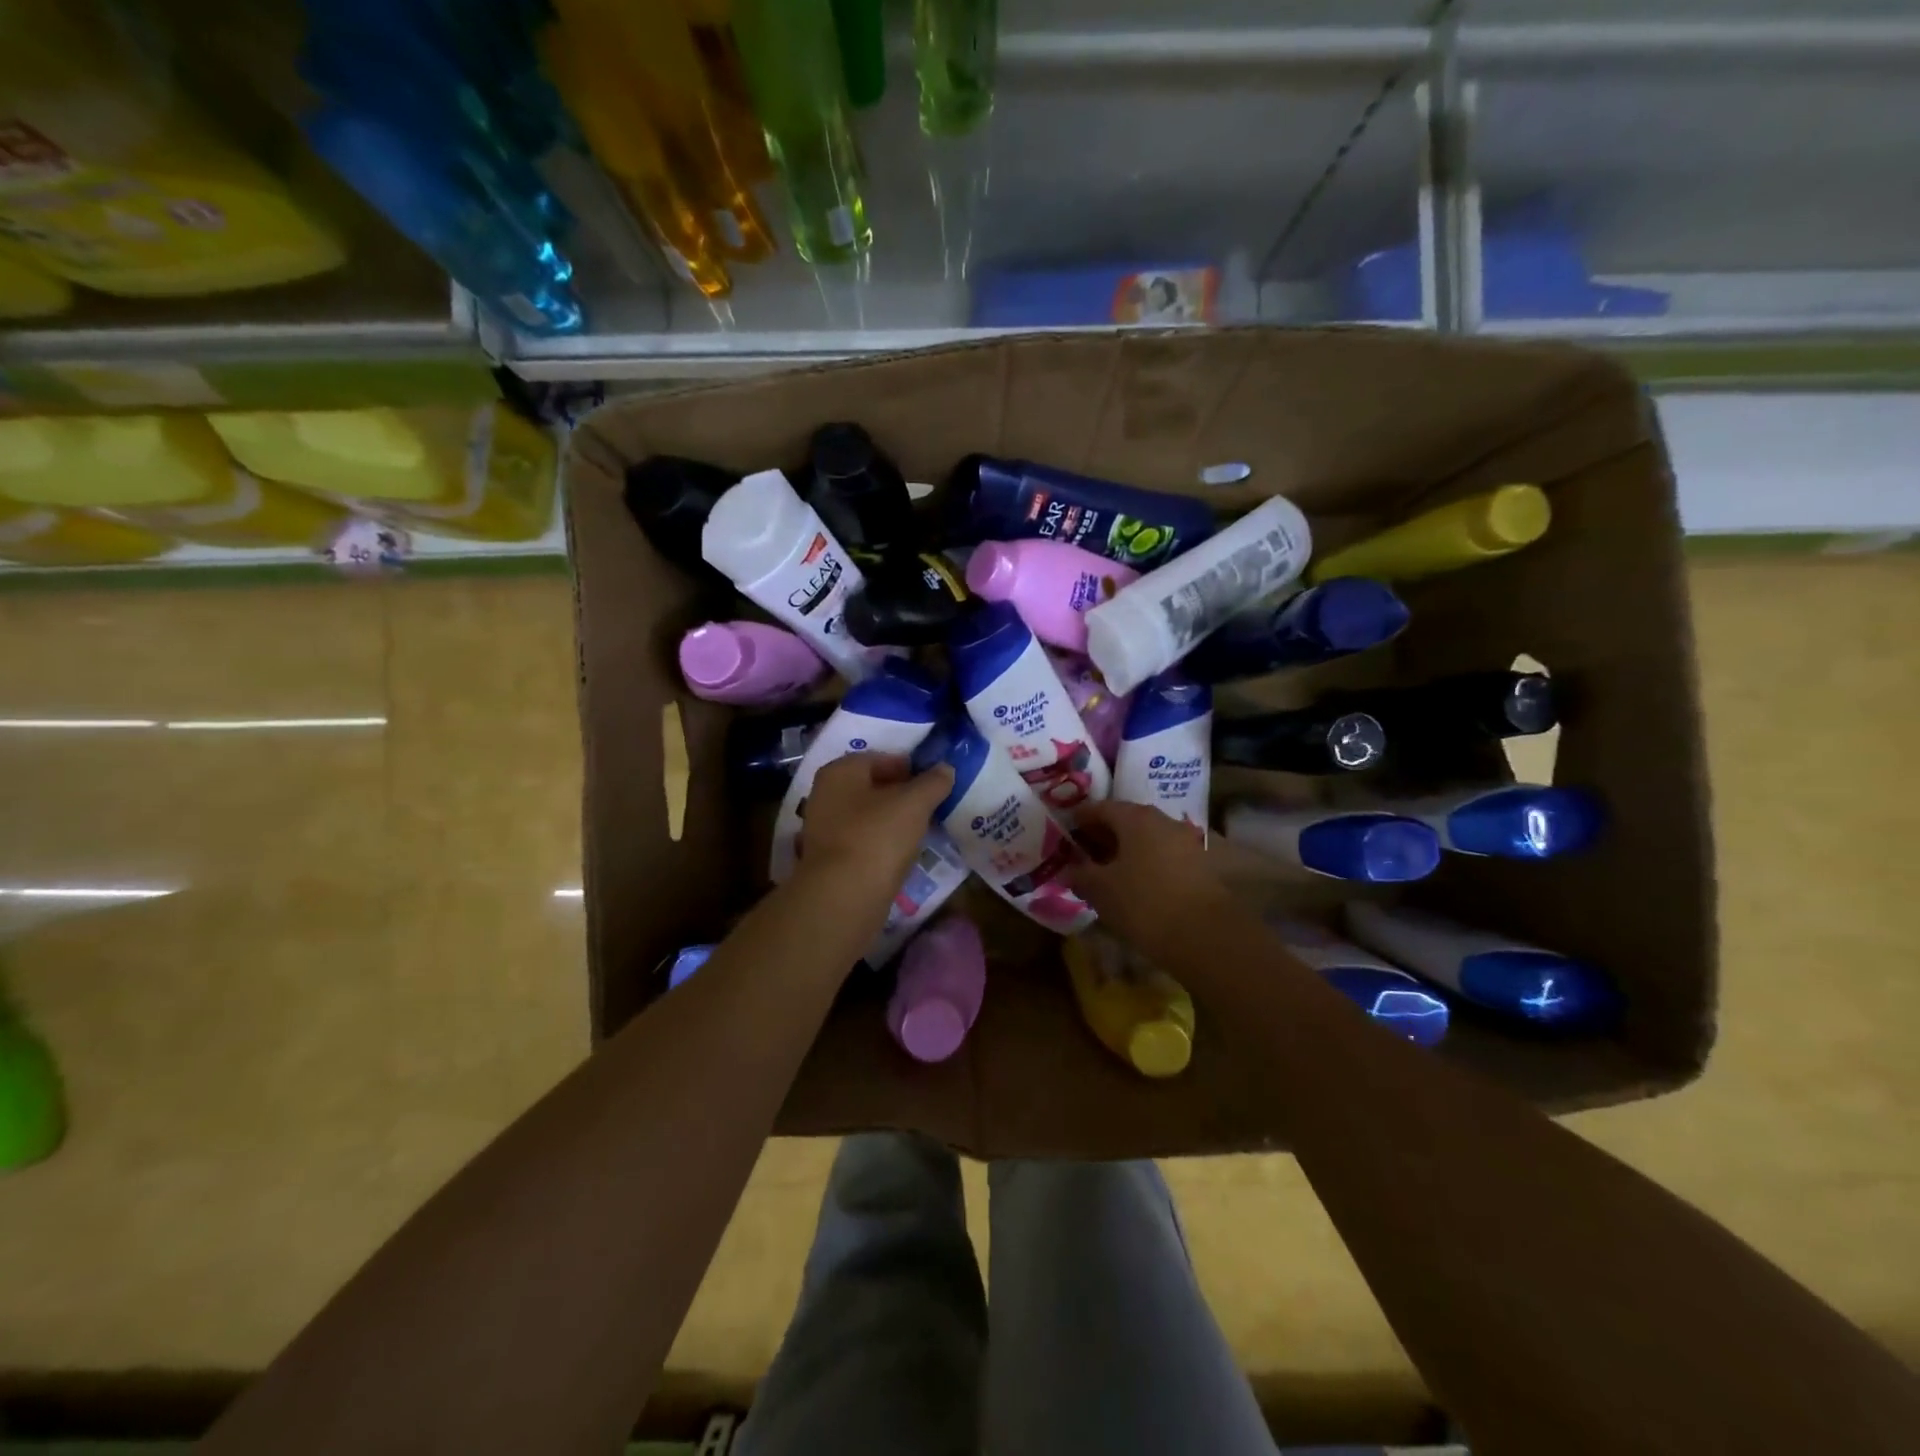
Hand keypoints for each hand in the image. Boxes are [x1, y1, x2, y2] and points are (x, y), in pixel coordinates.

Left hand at [794, 752, 954, 901]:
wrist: (844, 897)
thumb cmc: (877, 836)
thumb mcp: (915, 803)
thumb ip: (933, 782)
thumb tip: (945, 769)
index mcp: (840, 772)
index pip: (879, 758)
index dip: (909, 766)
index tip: (933, 781)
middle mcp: (825, 795)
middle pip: (871, 787)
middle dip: (901, 794)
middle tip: (931, 804)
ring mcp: (824, 829)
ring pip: (867, 815)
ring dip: (893, 819)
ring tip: (922, 828)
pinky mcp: (830, 859)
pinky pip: (862, 840)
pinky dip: (882, 842)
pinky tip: (903, 852)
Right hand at [1065, 801, 1231, 960]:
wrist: (1205, 935)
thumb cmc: (1143, 903)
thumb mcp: (1100, 890)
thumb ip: (1080, 874)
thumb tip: (1068, 869)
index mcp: (1136, 818)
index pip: (1101, 807)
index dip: (1080, 818)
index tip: (1066, 829)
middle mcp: (1163, 821)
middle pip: (1127, 820)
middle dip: (1104, 834)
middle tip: (1083, 851)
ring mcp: (1186, 842)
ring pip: (1147, 839)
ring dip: (1126, 850)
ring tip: (1107, 870)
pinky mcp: (1200, 866)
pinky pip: (1163, 856)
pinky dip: (1145, 863)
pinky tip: (1134, 884)